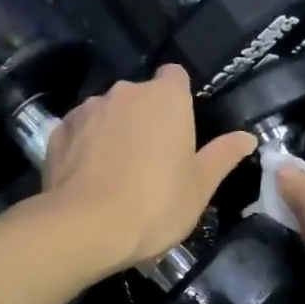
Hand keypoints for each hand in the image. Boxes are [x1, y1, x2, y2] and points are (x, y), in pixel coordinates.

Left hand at [41, 65, 255, 268]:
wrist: (86, 227)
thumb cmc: (156, 204)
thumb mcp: (200, 187)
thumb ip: (223, 156)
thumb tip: (247, 137)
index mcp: (165, 98)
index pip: (175, 76)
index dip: (178, 98)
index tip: (179, 128)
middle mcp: (124, 92)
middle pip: (139, 97)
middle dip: (144, 119)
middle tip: (151, 162)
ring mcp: (86, 109)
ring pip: (106, 114)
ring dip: (112, 132)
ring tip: (114, 174)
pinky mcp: (57, 131)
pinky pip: (78, 132)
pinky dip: (84, 147)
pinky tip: (87, 179)